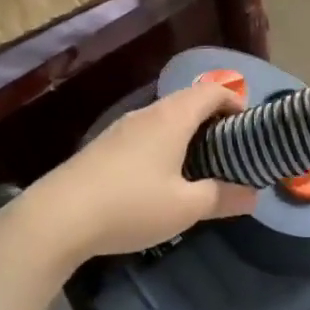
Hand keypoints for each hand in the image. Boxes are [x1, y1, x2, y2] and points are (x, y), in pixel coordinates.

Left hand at [0, 81, 259, 269]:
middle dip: (213, 119)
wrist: (56, 218)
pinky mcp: (102, 146)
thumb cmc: (131, 205)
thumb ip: (222, 197)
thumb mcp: (185, 208)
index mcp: (173, 118)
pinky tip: (160, 177)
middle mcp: (147, 113)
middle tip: (229, 150)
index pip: (212, 91)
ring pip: (164, 118)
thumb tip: (253, 196)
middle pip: (188, 102)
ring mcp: (121, 128)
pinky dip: (164, 144)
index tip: (248, 127)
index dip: (235, 101)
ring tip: (199, 165)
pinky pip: (145, 133)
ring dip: (187, 133)